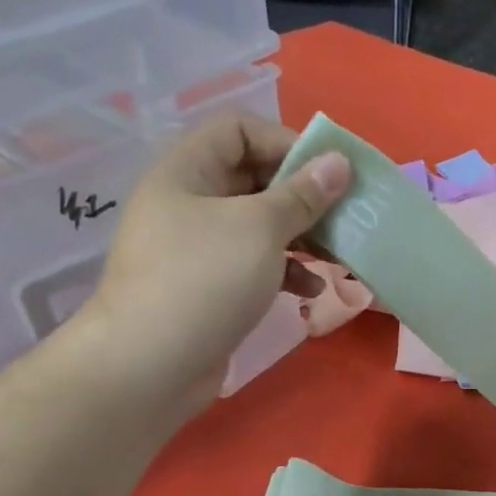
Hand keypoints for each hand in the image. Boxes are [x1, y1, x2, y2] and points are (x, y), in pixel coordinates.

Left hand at [71, 114, 350, 409]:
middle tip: (344, 215)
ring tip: (337, 256)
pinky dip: (285, 272)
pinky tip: (311, 291)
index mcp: (188, 171)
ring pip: (260, 226)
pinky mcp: (211, 288)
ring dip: (302, 237)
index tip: (328, 172)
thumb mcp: (260, 228)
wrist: (151, 365)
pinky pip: (255, 265)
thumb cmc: (204, 280)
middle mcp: (190, 202)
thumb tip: (339, 162)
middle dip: (303, 196)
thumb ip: (302, 195)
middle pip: (254, 179)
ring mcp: (199, 248)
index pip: (239, 130)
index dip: (285, 142)